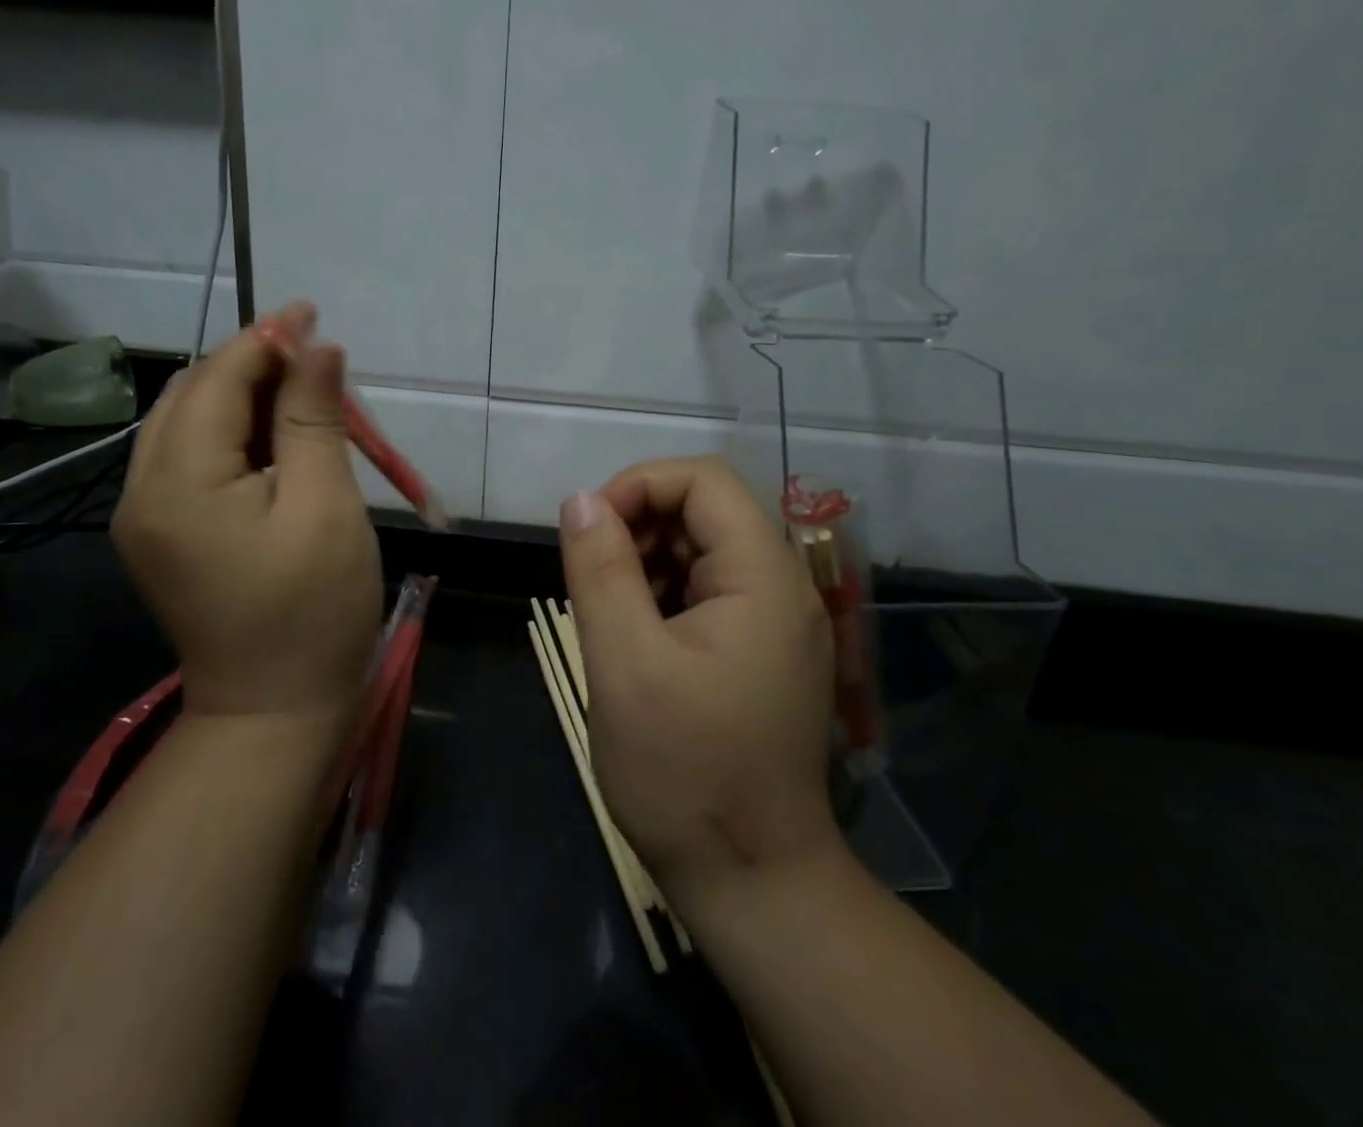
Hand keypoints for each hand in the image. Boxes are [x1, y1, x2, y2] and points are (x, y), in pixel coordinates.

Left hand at [111, 301, 382, 724]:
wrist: (273, 711)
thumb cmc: (313, 610)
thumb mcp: (325, 506)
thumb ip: (313, 419)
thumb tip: (317, 346)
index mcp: (178, 482)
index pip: (216, 380)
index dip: (265, 340)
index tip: (311, 312)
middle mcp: (143, 490)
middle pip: (192, 395)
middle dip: (252, 364)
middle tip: (315, 358)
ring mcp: (145, 515)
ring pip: (188, 423)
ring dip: (243, 396)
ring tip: (304, 394)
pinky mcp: (162, 533)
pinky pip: (191, 458)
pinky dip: (233, 434)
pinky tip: (276, 439)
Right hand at [558, 456, 839, 896]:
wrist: (754, 883)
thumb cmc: (684, 774)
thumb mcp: (624, 664)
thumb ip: (600, 570)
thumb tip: (580, 499)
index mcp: (763, 577)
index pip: (704, 480)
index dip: (638, 486)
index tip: (589, 532)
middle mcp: (783, 586)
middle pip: (706, 510)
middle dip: (639, 526)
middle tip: (592, 578)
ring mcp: (777, 621)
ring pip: (703, 549)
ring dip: (647, 560)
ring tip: (608, 612)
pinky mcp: (762, 651)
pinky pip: (709, 591)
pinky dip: (663, 593)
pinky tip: (634, 636)